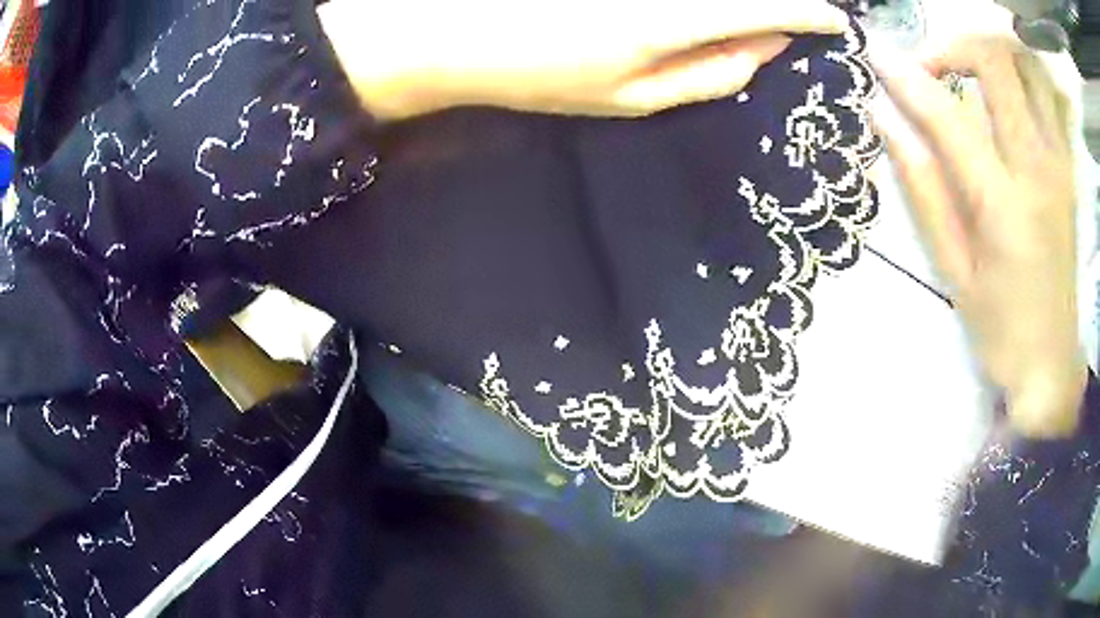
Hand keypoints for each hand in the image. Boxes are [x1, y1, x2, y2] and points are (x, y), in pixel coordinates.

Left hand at [317, 0, 849, 119]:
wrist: (454, 33)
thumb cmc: (542, 73)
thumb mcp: (633, 98)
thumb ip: (711, 73)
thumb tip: (769, 46)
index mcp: (674, 18)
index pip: (768, 6)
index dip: (808, 12)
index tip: (835, 21)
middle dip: (778, 5)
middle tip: (800, 19)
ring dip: (741, 6)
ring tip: (760, 22)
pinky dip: (705, 3)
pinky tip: (702, 18)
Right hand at [869, 35, 1085, 437]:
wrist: (1052, 362)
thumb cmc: (1000, 328)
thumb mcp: (954, 271)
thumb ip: (923, 186)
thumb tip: (884, 118)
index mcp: (1005, 206)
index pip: (949, 115)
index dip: (906, 76)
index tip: (875, 55)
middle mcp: (1038, 169)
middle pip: (995, 62)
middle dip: (952, 47)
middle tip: (932, 70)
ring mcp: (1059, 164)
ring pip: (1027, 67)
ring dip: (993, 54)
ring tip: (971, 73)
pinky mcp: (1068, 167)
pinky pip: (1047, 95)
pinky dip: (1022, 75)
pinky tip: (1006, 92)